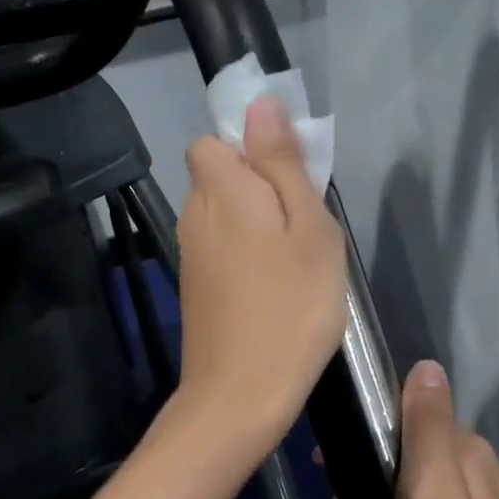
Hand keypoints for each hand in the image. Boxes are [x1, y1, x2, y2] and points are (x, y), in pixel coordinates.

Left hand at [175, 97, 345, 455]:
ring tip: (295, 264)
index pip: (213, 141)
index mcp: (220, 190)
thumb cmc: (291, 307)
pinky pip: (220, 251)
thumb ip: (282, 164)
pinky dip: (245, 258)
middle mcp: (194, 216)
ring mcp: (190, 256)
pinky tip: (273, 290)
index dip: (249, 148)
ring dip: (255, 226)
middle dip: (258, 188)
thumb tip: (260, 104)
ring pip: (222, 217)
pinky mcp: (195, 289)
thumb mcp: (308, 228)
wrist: (240, 393)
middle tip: (304, 228)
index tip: (288, 177)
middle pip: (219, 178)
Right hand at [325, 360, 498, 498]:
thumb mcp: (429, 492)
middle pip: (412, 459)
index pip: (414, 420)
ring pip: (415, 495)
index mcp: (473, 456)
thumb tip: (428, 365)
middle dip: (367, 478)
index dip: (369, 435)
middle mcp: (485, 477)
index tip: (328, 462)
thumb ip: (427, 426)